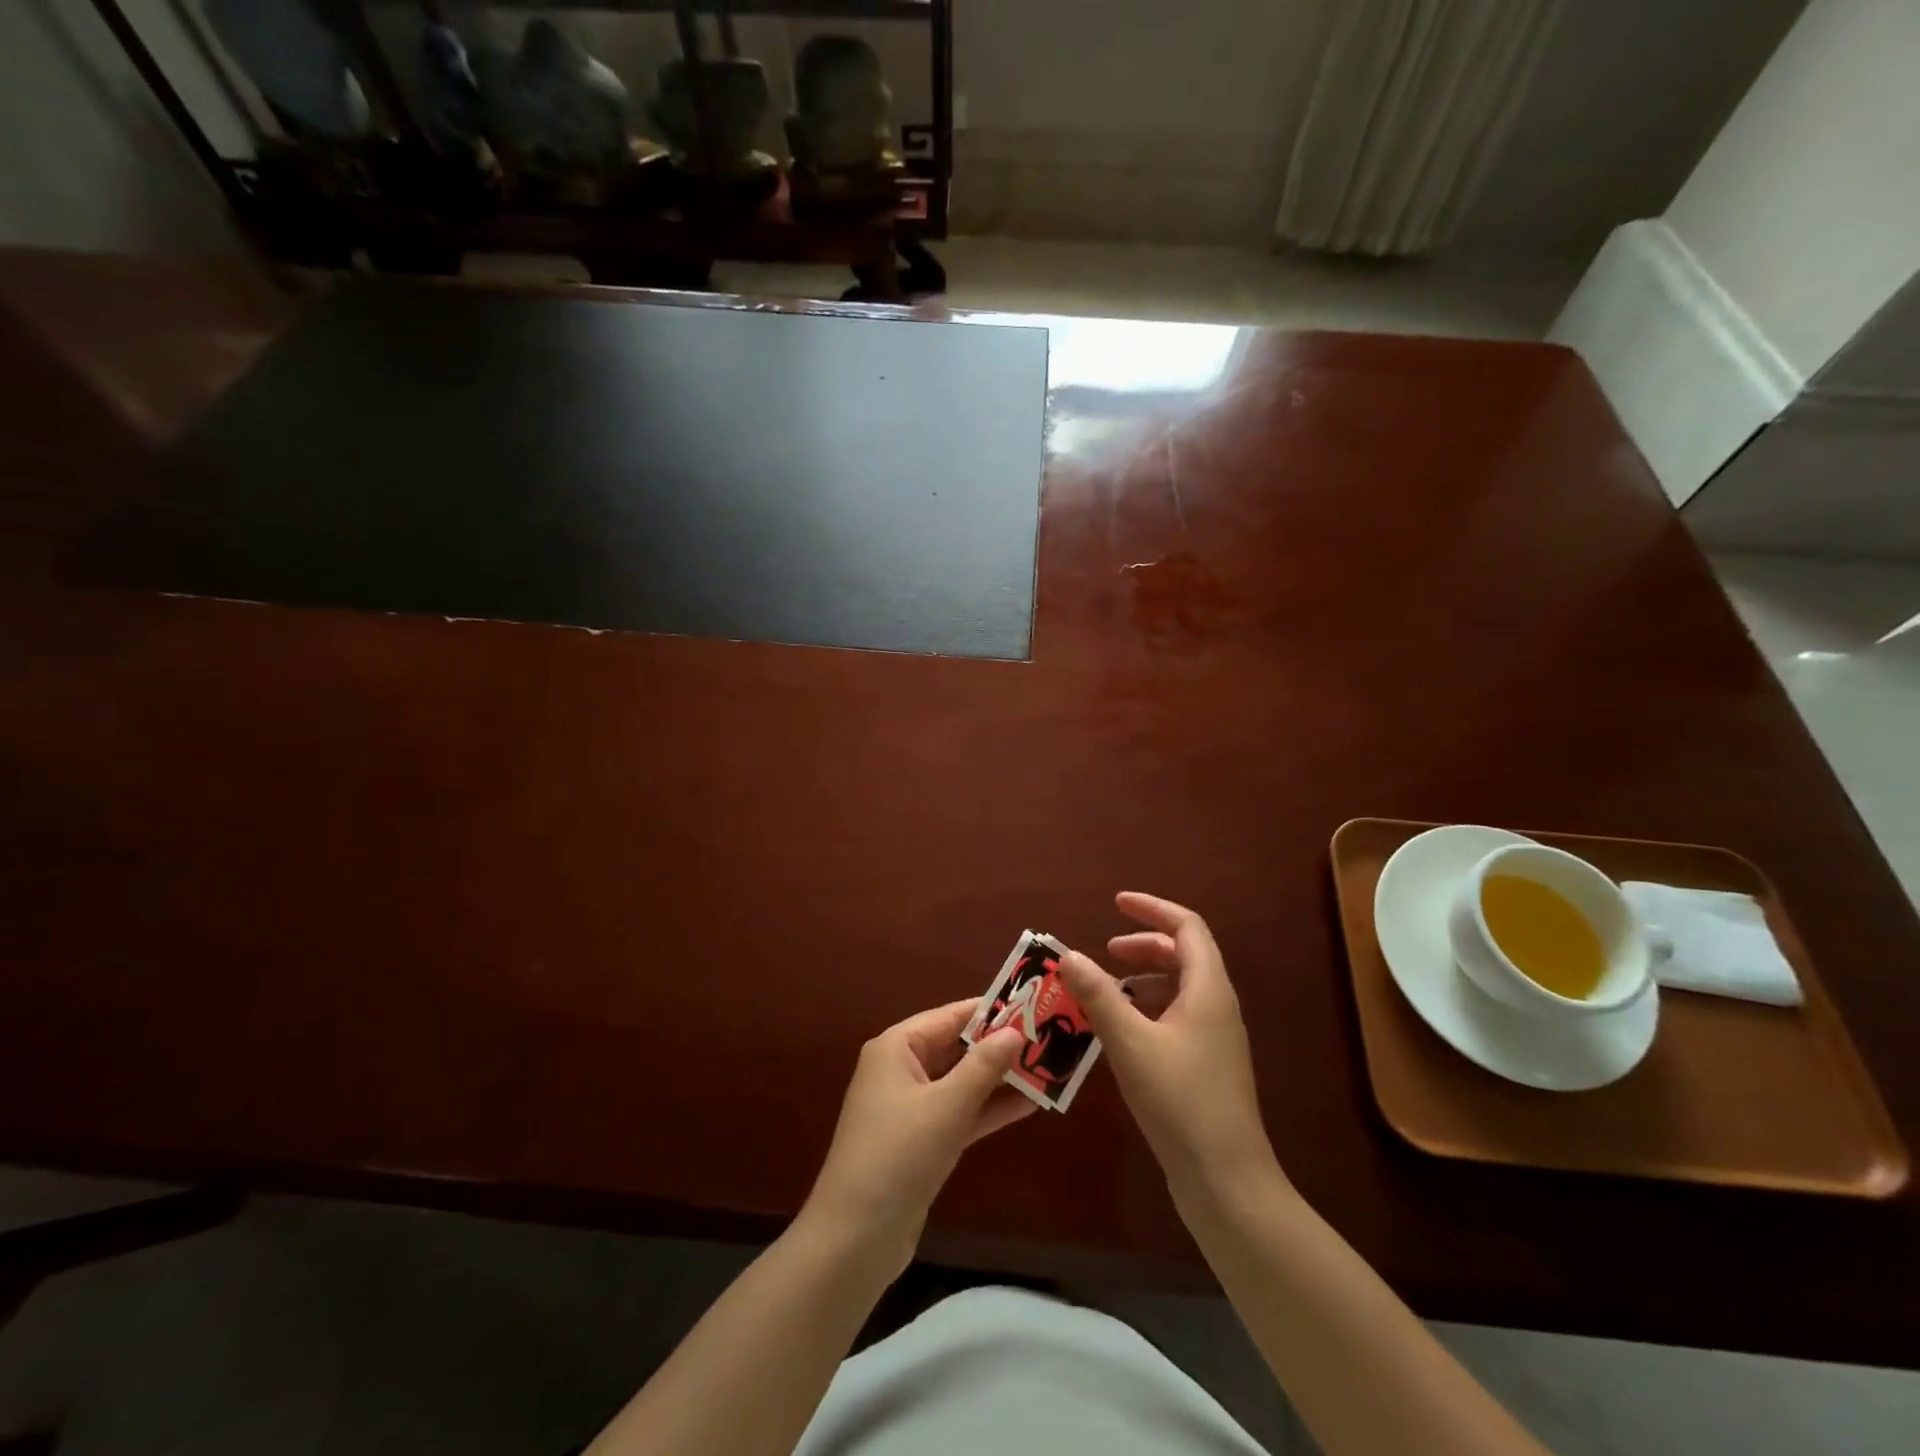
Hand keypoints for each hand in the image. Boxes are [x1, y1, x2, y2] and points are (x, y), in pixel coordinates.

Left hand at [802, 1000, 1034, 1273]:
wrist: (855, 1239)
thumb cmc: (898, 1155)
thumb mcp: (947, 1106)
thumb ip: (983, 1066)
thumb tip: (1015, 1031)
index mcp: (897, 1047)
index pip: (951, 1016)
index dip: (991, 1010)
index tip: (1033, 1004)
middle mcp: (901, 1069)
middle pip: (957, 1047)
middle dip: (1000, 1046)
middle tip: (1049, 1037)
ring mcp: (910, 1107)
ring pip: (962, 1082)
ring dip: (1000, 1079)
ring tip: (1048, 1068)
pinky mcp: (921, 1141)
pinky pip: (960, 1113)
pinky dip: (988, 1109)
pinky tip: (1028, 1105)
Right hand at [1059, 893, 1280, 1199]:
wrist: (1227, 1181)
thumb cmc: (1180, 1102)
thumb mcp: (1131, 1043)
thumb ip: (1099, 996)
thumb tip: (1069, 955)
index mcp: (1209, 989)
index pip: (1187, 927)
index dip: (1152, 909)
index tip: (1115, 903)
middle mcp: (1217, 1006)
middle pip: (1184, 954)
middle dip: (1144, 943)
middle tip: (1104, 950)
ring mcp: (1215, 1038)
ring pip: (1180, 987)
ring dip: (1144, 976)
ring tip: (1106, 988)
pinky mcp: (1207, 1065)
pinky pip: (1177, 1015)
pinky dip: (1148, 1006)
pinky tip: (1121, 1029)